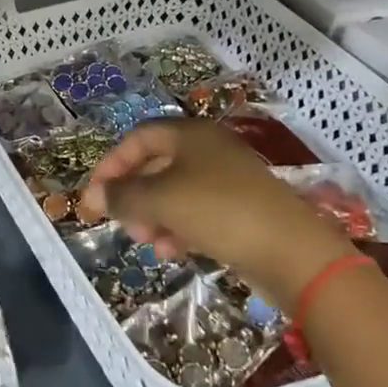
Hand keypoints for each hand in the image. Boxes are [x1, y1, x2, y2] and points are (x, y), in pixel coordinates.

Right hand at [80, 120, 354, 306]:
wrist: (292, 251)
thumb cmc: (218, 210)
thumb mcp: (160, 200)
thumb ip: (122, 195)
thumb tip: (95, 195)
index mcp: (189, 134)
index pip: (137, 138)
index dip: (112, 164)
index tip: (95, 195)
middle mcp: (207, 149)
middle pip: (155, 165)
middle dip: (133, 195)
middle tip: (122, 224)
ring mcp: (227, 179)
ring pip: (175, 192)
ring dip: (154, 216)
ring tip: (149, 243)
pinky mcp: (241, 208)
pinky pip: (197, 211)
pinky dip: (179, 227)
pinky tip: (174, 252)